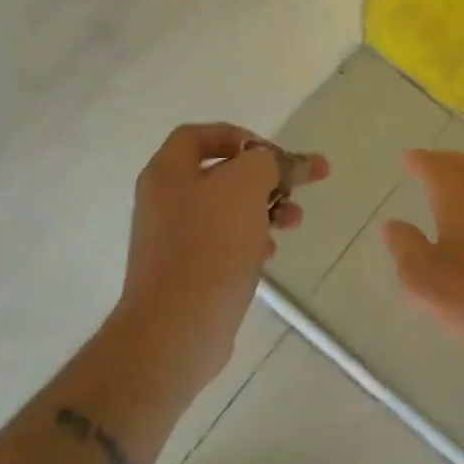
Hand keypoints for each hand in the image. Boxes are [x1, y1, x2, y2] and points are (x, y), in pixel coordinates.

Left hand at [119, 123, 328, 374]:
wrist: (176, 328)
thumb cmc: (209, 245)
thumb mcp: (245, 186)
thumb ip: (267, 162)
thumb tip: (276, 162)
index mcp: (168, 172)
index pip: (199, 135)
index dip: (239, 136)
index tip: (273, 153)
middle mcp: (165, 200)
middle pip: (221, 174)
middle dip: (265, 177)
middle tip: (298, 185)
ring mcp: (173, 240)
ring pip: (227, 210)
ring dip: (265, 209)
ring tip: (294, 221)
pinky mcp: (187, 272)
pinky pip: (223, 244)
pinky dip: (250, 241)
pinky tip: (269, 254)